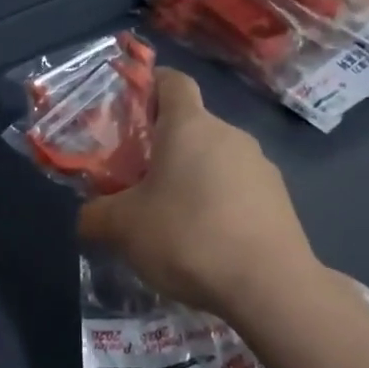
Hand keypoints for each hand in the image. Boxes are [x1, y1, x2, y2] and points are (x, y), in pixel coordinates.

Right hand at [78, 68, 318, 317]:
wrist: (270, 286)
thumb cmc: (187, 237)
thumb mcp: (122, 228)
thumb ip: (95, 215)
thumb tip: (88, 216)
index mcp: (189, 126)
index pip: (172, 80)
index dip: (149, 86)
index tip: (129, 111)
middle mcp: (229, 135)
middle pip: (191, 126)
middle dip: (163, 147)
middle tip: (136, 182)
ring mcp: (261, 166)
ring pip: (215, 160)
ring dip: (192, 179)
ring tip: (171, 220)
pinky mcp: (280, 200)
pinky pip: (238, 190)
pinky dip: (218, 204)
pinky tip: (206, 242)